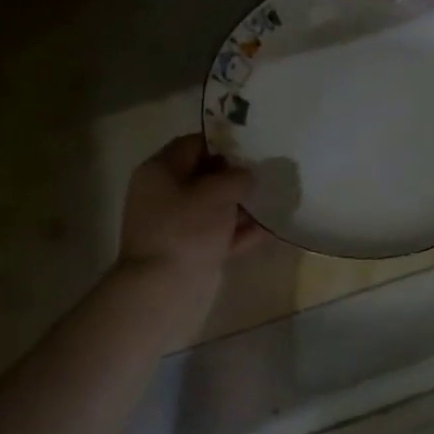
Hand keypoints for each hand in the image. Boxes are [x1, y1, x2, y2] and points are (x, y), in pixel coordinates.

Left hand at [119, 135, 266, 279]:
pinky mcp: (187, 251)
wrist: (163, 290)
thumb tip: (246, 175)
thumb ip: (237, 177)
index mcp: (160, 171)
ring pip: (213, 207)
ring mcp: (175, 225)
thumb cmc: (186, 230)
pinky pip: (217, 234)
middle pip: (205, 176)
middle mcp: (163, 194)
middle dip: (236, 176)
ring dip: (241, 206)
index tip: (253, 146)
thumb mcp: (217, 193)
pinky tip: (268, 230)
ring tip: (273, 201)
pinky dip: (238, 232)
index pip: (193, 144)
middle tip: (267, 173)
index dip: (224, 142)